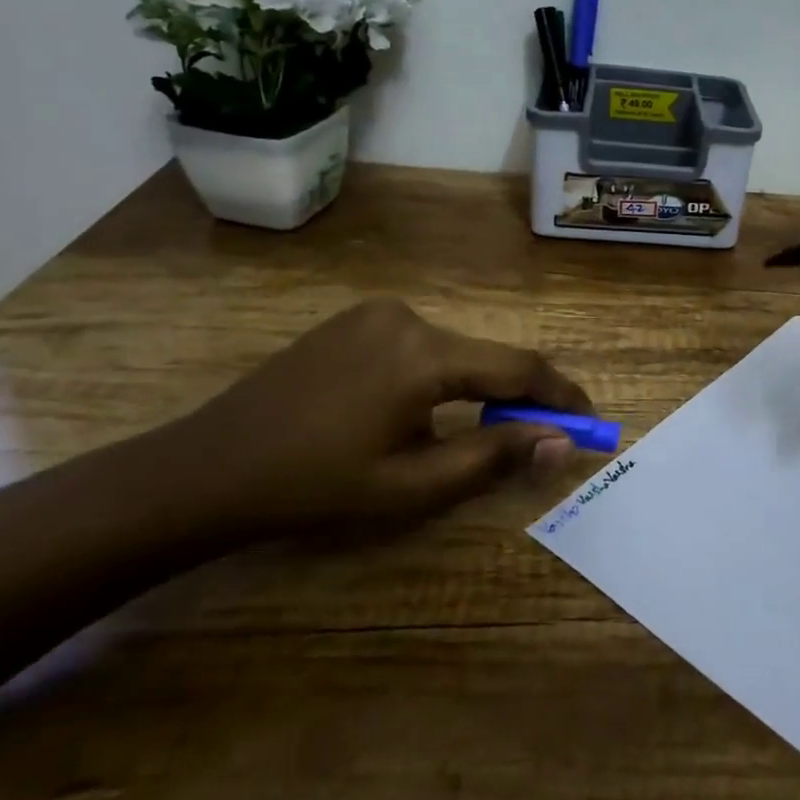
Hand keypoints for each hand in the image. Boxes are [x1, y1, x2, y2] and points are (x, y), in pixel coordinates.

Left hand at [177, 299, 593, 534]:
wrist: (207, 469)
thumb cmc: (314, 487)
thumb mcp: (412, 486)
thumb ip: (495, 456)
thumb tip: (562, 442)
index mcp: (424, 354)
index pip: (519, 367)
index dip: (562, 395)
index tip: (592, 422)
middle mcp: (408, 316)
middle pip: (487, 357)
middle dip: (520, 397)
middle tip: (541, 437)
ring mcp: (375, 313)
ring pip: (455, 350)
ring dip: (479, 388)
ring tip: (482, 431)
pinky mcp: (353, 320)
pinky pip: (419, 344)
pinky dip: (442, 375)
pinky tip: (424, 410)